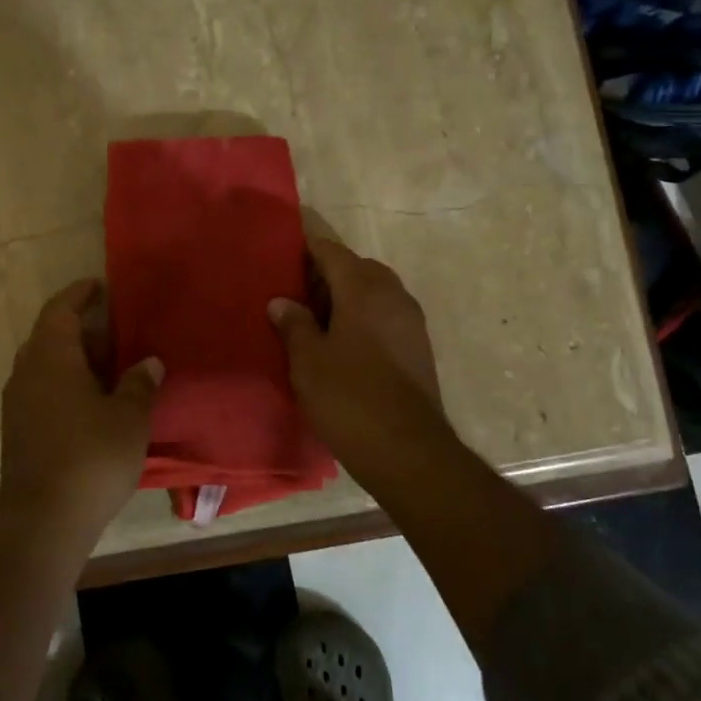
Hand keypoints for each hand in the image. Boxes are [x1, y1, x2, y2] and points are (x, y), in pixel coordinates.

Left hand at [0, 279, 162, 543]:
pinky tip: (94, 403)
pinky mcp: (19, 431)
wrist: (43, 521)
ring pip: (46, 366)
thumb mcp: (128, 418)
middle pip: (50, 337)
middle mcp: (27, 373)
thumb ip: (139, 384)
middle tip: (116, 332)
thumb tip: (149, 362)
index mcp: (51, 358)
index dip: (79, 294)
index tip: (99, 286)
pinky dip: (67, 385)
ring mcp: (18, 404)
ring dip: (75, 360)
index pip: (60, 310)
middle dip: (82, 330)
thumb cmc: (91, 457)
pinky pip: (43, 391)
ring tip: (111, 367)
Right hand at [269, 237, 460, 491]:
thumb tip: (281, 301)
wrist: (407, 449)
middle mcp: (393, 295)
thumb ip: (294, 324)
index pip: (332, 252)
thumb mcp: (308, 361)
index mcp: (364, 290)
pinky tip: (345, 344)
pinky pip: (387, 316)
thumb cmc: (349, 398)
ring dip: (348, 297)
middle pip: (358, 269)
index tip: (284, 256)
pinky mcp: (419, 347)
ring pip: (375, 293)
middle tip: (298, 295)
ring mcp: (412, 321)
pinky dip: (365, 317)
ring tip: (318, 321)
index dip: (308, 250)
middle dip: (329, 275)